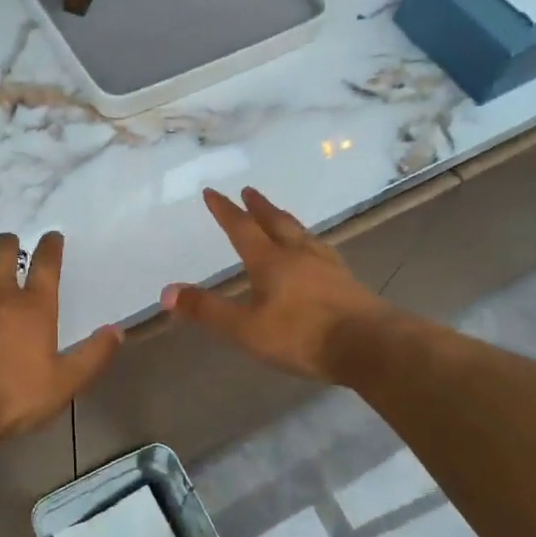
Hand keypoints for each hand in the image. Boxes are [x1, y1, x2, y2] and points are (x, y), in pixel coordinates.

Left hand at [0, 231, 122, 444]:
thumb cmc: (12, 397)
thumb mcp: (64, 384)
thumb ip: (93, 356)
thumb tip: (117, 331)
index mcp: (34, 307)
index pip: (46, 263)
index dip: (50, 246)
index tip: (52, 236)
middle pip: (3, 251)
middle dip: (10, 244)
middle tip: (11, 247)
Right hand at [162, 187, 394, 381]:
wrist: (369, 346)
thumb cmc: (302, 336)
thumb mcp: (246, 329)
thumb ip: (207, 310)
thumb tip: (166, 293)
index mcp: (270, 262)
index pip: (242, 229)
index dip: (225, 211)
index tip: (212, 192)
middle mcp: (298, 255)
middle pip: (276, 222)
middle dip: (259, 207)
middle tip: (249, 191)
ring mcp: (327, 265)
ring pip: (302, 233)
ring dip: (286, 220)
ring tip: (280, 214)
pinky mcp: (347, 281)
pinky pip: (322, 250)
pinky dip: (309, 242)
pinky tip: (316, 251)